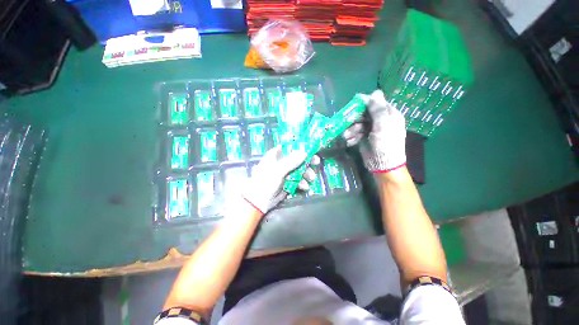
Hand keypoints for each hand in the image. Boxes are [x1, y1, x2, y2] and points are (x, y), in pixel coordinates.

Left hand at [242, 146, 319, 213]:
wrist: (259, 201)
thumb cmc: (265, 181)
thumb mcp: (278, 169)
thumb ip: (291, 161)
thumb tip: (305, 152)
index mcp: (276, 155)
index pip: (290, 147)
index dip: (301, 147)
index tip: (311, 149)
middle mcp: (282, 163)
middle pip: (298, 159)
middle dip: (307, 162)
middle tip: (316, 162)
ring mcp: (286, 174)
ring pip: (300, 171)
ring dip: (307, 174)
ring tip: (310, 179)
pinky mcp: (288, 183)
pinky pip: (299, 181)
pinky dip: (303, 183)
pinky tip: (304, 187)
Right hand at [342, 90, 406, 172]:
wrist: (383, 165)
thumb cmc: (385, 144)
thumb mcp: (383, 126)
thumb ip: (378, 110)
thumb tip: (375, 92)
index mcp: (389, 115)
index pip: (376, 103)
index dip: (365, 103)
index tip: (353, 105)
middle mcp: (380, 121)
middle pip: (365, 114)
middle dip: (355, 119)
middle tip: (346, 123)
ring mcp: (372, 130)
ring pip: (358, 124)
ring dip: (351, 130)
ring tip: (346, 136)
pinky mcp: (365, 138)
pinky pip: (356, 133)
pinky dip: (352, 137)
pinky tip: (349, 142)